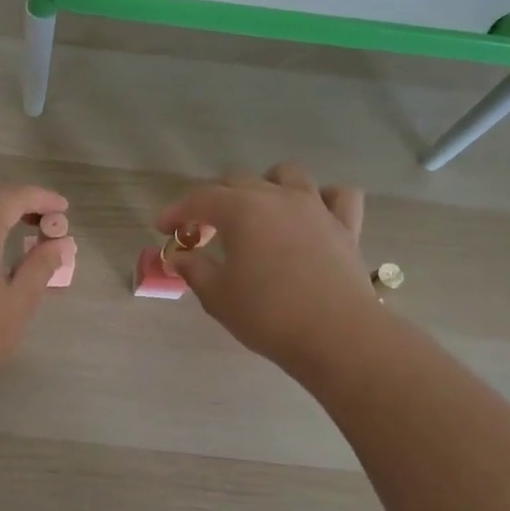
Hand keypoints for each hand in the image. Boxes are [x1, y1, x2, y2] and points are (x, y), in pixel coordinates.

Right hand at [156, 163, 376, 372]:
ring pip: (288, 175)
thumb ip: (194, 269)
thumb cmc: (268, 315)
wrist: (336, 335)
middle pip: (238, 181)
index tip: (163, 228)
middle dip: (214, 201)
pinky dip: (322, 198)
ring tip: (257, 212)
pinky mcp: (346, 226)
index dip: (177, 211)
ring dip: (265, 186)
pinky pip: (337, 195)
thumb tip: (178, 257)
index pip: (200, 199)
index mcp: (242, 210)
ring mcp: (316, 207)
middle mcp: (278, 197)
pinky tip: (311, 215)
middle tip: (203, 232)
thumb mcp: (218, 296)